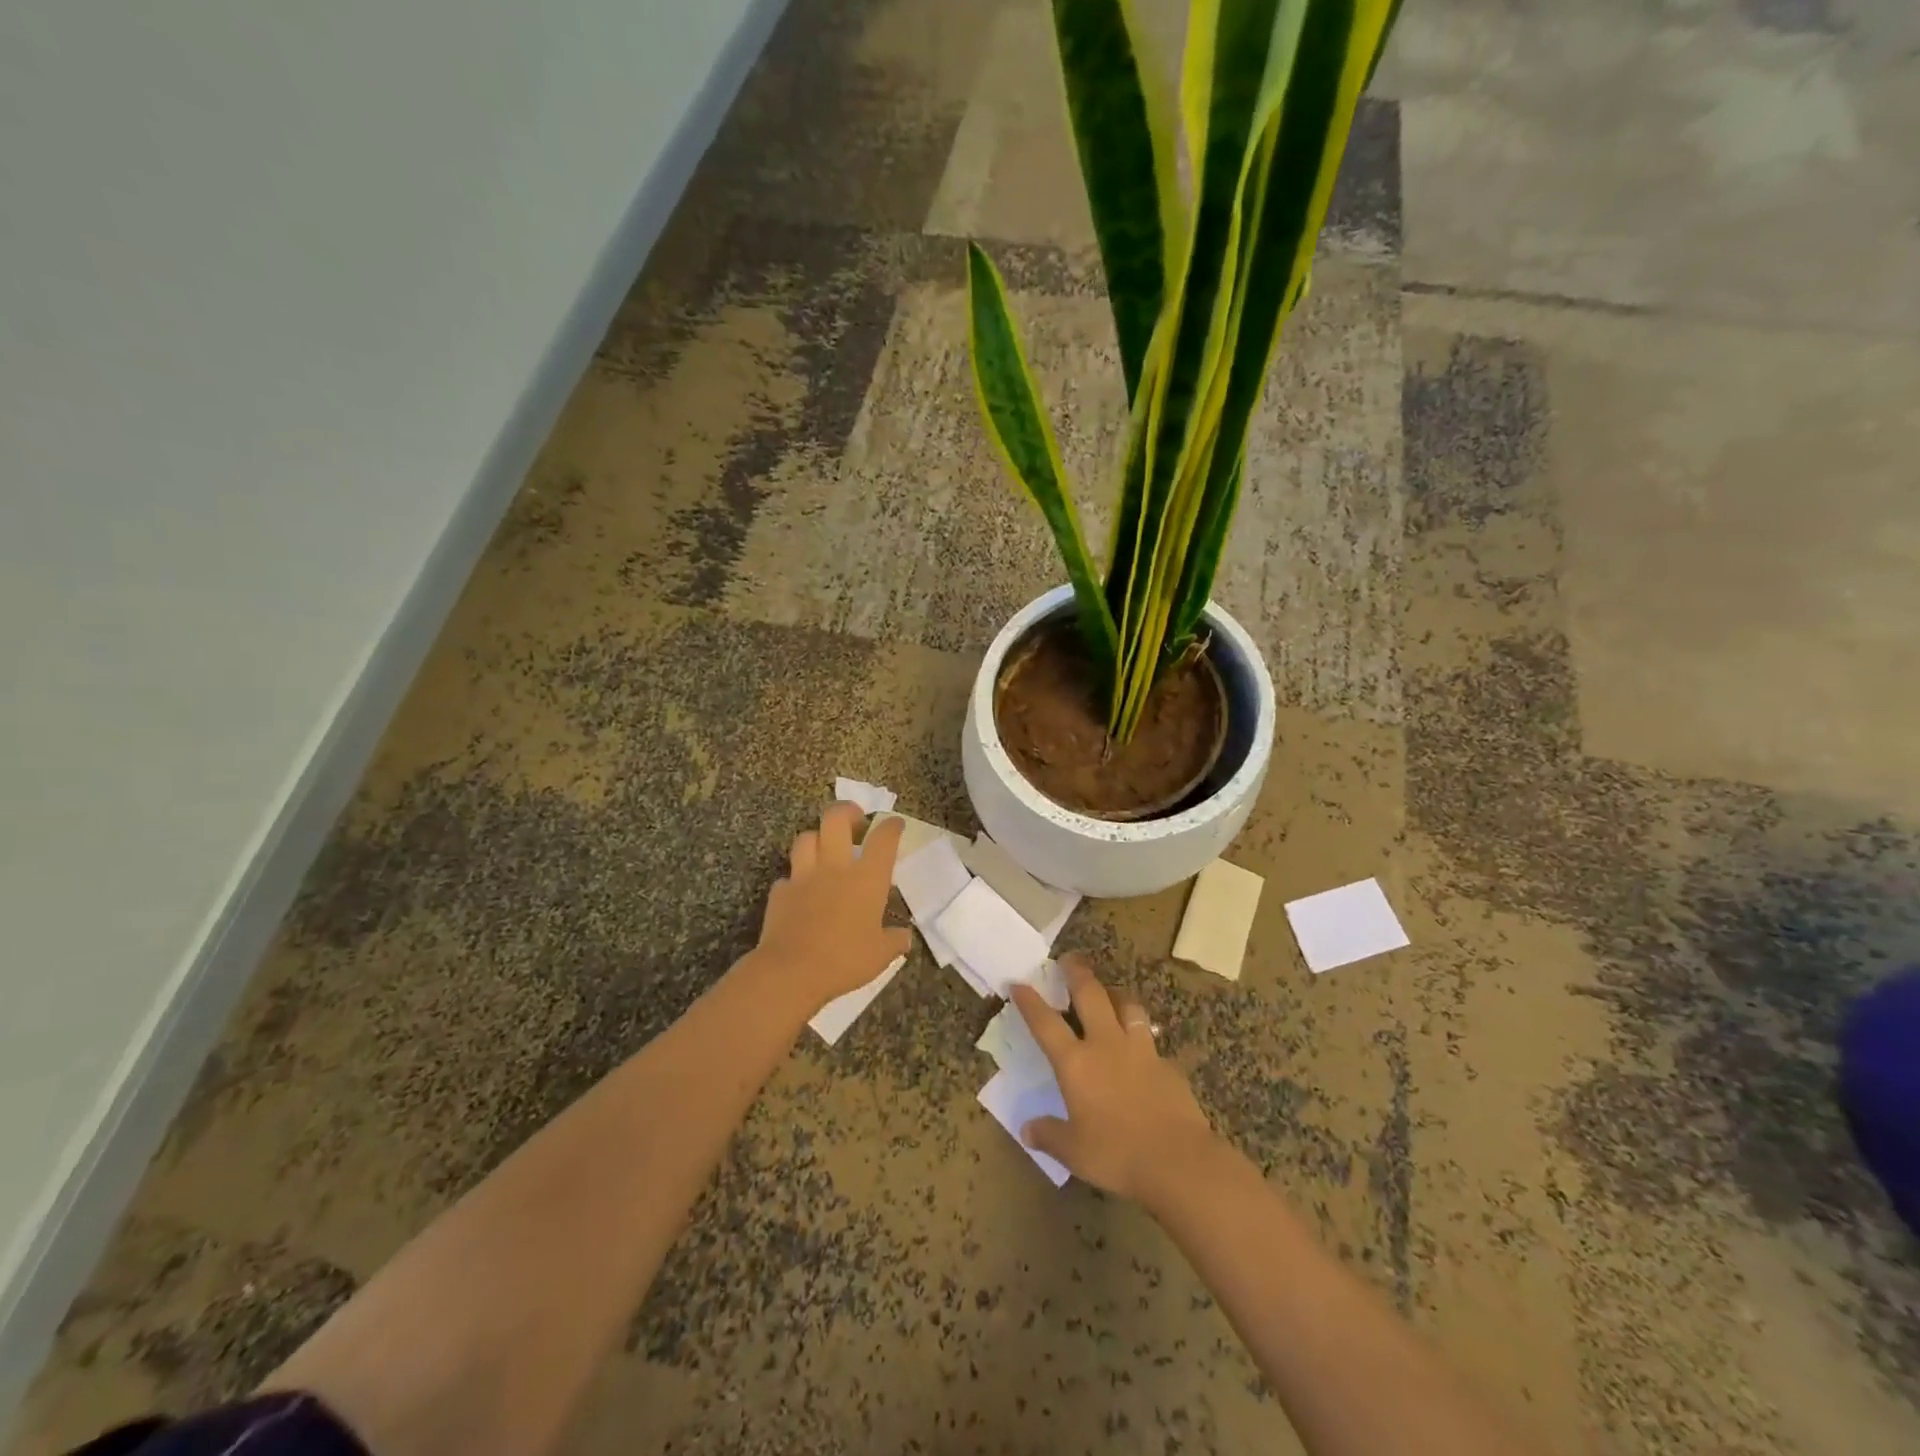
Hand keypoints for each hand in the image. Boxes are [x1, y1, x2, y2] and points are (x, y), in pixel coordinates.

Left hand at [749, 802, 911, 1013]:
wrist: (790, 972)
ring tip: (825, 849)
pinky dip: (796, 878)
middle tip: (855, 821)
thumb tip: (904, 936)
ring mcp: (803, 876)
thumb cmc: (844, 960)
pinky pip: (788, 875)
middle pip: (836, 819)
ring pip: (806, 838)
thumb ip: (895, 941)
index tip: (894, 824)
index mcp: (866, 878)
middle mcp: (835, 867)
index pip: (883, 839)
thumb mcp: (881, 955)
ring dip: (817, 838)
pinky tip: (801, 891)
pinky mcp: (780, 892)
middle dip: (847, 811)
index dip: (891, 826)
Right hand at [1010, 955, 1215, 1202]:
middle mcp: (1106, 1045)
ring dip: (1115, 993)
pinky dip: (1142, 1034)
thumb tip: (1027, 1129)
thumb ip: (1049, 1135)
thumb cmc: (1117, 1154)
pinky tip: (1142, 1045)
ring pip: (1127, 1006)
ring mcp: (1140, 1050)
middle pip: (1090, 995)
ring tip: (1109, 991)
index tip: (1019, 983)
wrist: (1178, 1159)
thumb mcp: (1073, 1151)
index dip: (1030, 1001)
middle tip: (1069, 959)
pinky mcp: (1167, 1063)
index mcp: (1076, 1063)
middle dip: (1077, 973)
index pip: (1045, 1023)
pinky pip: (1151, 1038)